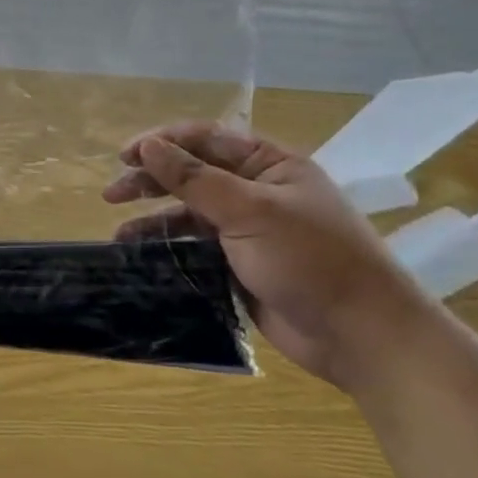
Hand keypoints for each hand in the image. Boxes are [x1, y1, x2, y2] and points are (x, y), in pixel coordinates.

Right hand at [103, 121, 429, 389]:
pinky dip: (170, 249)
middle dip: (151, 180)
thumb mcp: (250, 211)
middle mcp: (257, 192)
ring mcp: (250, 231)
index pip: (206, 139)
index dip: (162, 142)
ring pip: (191, 214)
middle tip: (113, 193)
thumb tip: (148, 145)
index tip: (124, 156)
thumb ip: (194, 178)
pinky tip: (143, 257)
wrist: (364, 338)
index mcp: (270, 166)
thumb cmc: (312, 260)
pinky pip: (197, 248)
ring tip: (120, 233)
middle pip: (193, 174)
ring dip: (155, 219)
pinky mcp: (242, 266)